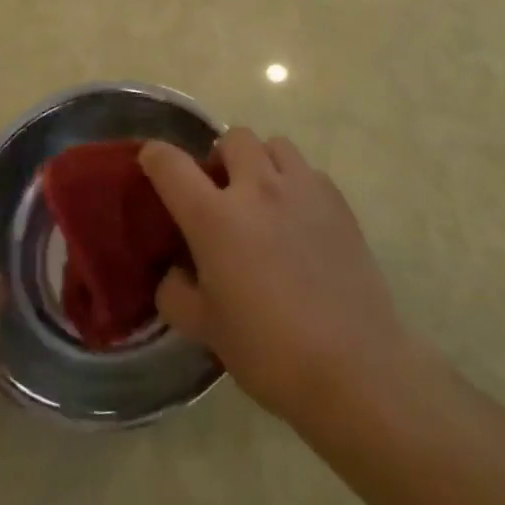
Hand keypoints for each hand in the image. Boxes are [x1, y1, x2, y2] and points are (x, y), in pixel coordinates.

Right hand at [139, 129, 414, 430]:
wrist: (353, 367)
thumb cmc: (269, 351)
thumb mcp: (205, 329)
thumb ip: (176, 293)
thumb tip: (174, 273)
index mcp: (215, 217)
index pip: (172, 165)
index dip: (155, 157)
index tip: (152, 162)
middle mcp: (257, 187)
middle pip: (233, 137)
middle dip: (220, 157)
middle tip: (221, 192)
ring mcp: (303, 188)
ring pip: (275, 145)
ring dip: (261, 162)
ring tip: (264, 199)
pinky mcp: (338, 200)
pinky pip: (308, 171)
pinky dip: (295, 184)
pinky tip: (300, 222)